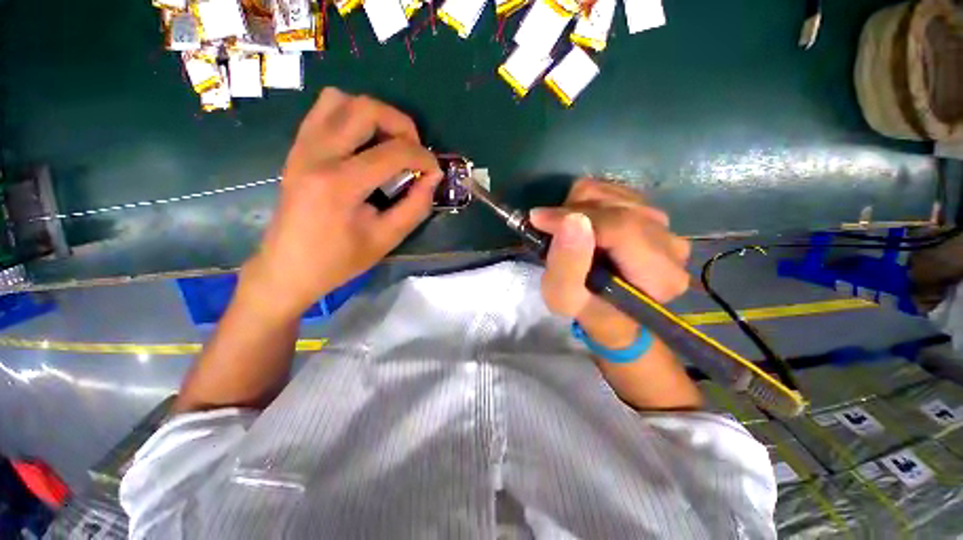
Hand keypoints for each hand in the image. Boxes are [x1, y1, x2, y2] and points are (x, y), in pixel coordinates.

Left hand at [243, 88, 442, 318]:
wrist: (288, 268)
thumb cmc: (339, 260)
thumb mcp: (387, 239)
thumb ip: (416, 206)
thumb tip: (433, 177)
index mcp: (340, 183)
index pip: (393, 152)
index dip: (423, 157)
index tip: (435, 171)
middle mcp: (317, 154)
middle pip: (365, 108)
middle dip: (401, 124)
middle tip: (414, 151)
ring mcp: (302, 147)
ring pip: (340, 100)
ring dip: (374, 115)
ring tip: (389, 144)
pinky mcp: (297, 149)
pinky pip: (324, 112)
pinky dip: (352, 117)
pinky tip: (364, 145)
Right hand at [530, 179, 691, 348]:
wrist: (607, 307)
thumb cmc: (585, 308)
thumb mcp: (564, 298)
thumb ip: (566, 265)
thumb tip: (572, 220)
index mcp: (659, 275)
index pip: (620, 228)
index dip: (574, 217)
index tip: (538, 220)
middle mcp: (671, 246)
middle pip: (618, 207)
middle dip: (573, 213)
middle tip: (550, 231)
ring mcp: (666, 227)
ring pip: (615, 194)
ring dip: (579, 207)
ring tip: (566, 231)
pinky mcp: (653, 215)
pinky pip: (616, 192)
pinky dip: (589, 203)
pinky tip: (581, 224)